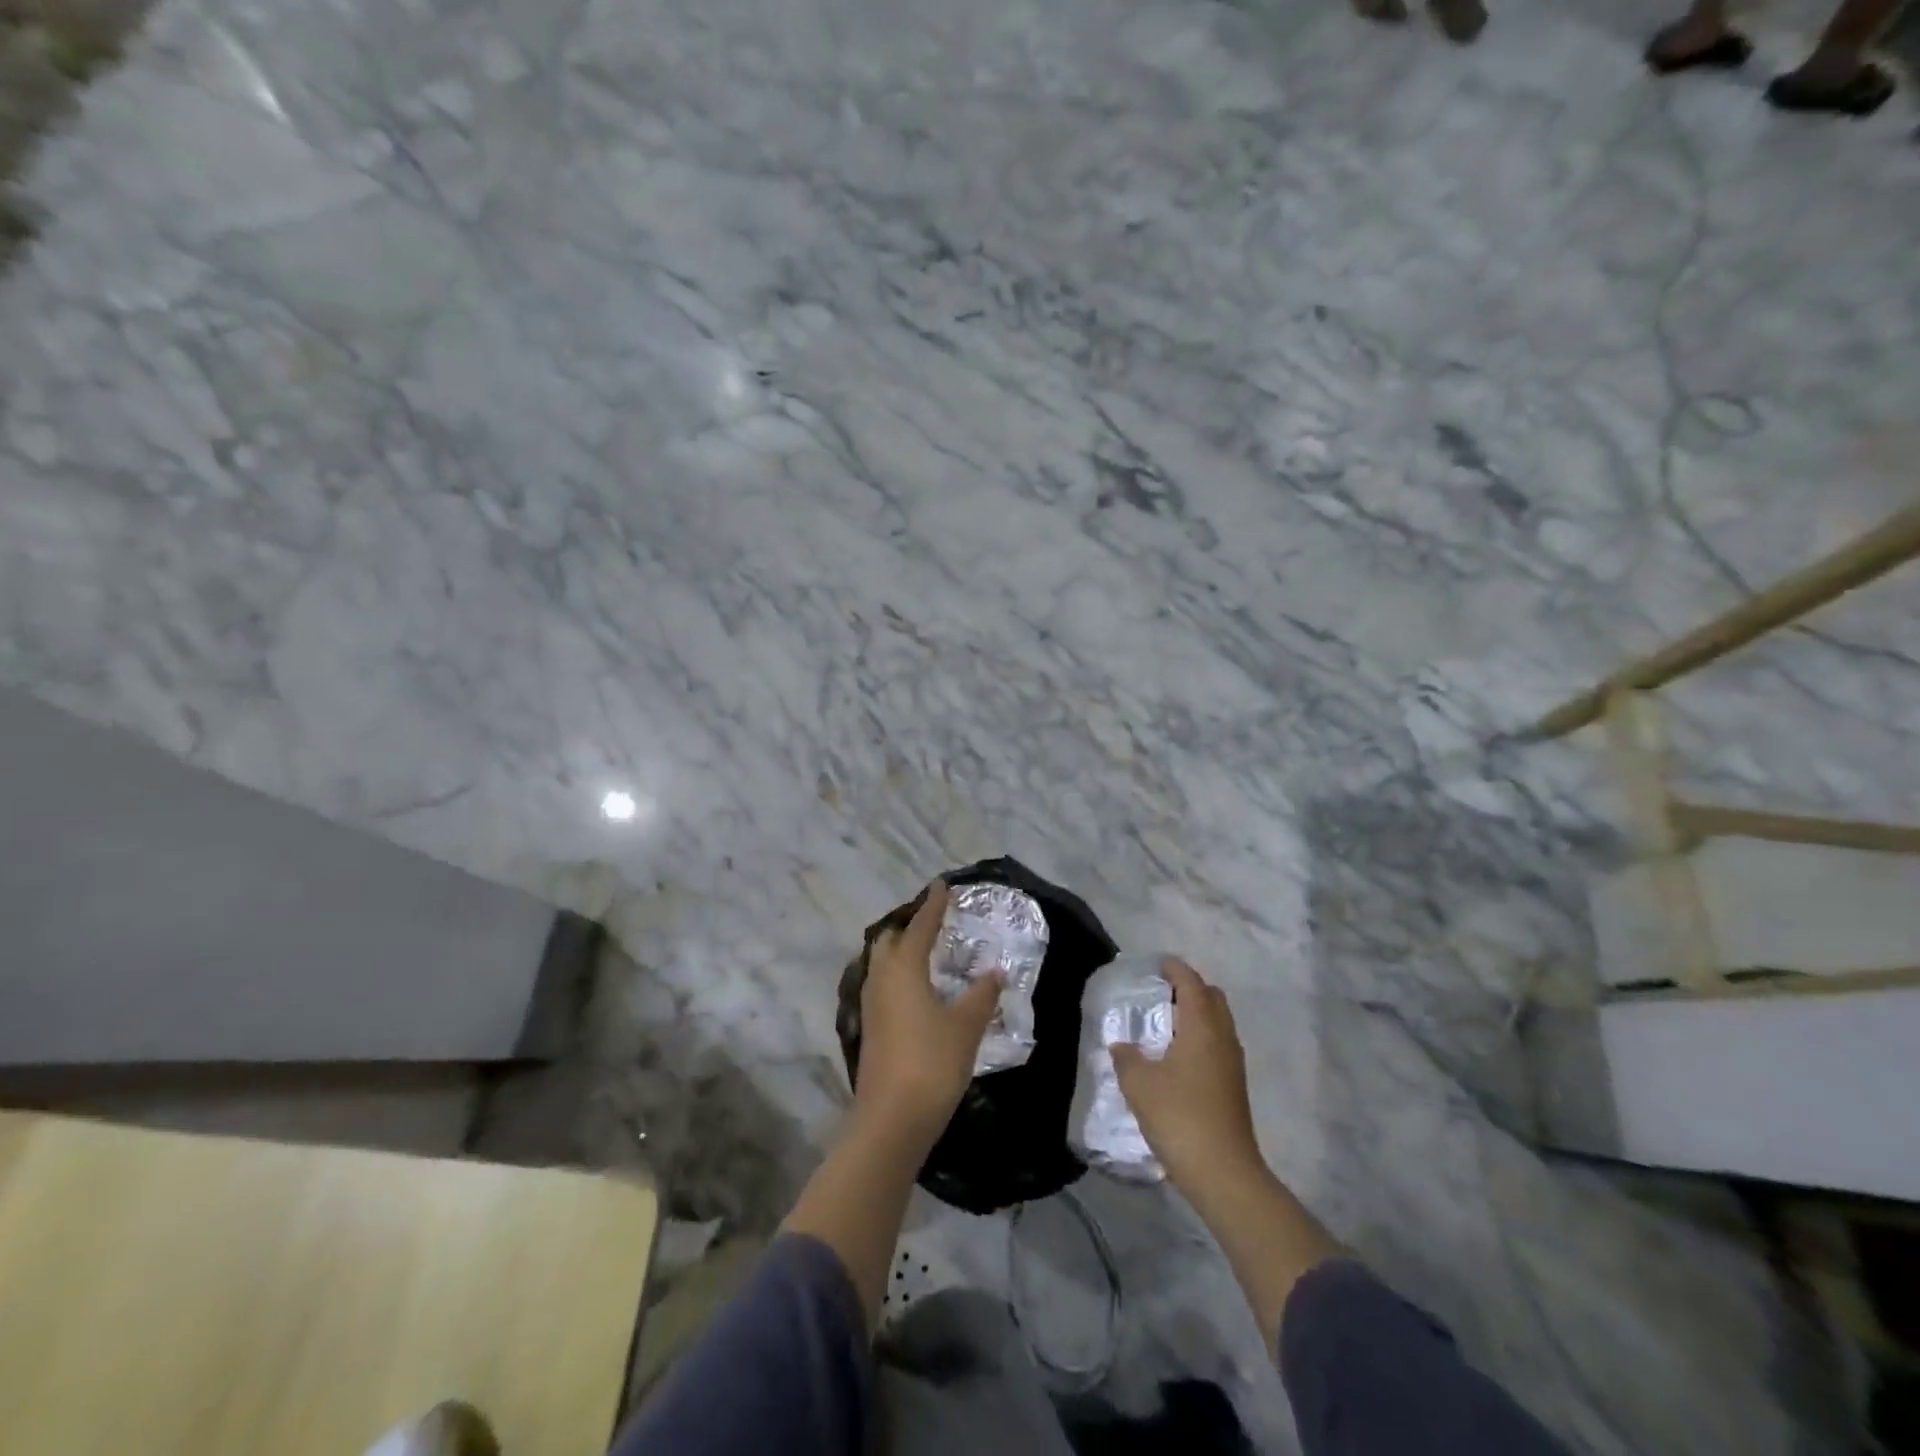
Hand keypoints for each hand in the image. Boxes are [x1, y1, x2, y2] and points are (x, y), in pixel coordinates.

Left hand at [855, 880, 1000, 1145]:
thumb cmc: (932, 1063)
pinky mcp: (870, 1027)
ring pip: (882, 963)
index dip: (933, 904)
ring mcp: (871, 1004)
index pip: (920, 925)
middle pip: (889, 939)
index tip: (942, 884)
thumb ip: (981, 995)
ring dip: (901, 950)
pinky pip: (882, 984)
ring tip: (927, 951)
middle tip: (934, 921)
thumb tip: (994, 971)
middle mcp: (881, 978)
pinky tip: (916, 989)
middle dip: (909, 925)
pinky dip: (898, 975)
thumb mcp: (965, 1026)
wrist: (891, 1119)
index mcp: (903, 969)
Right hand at [1112, 958, 1264, 1196]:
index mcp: (1202, 1026)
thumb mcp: (1139, 1084)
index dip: (1174, 968)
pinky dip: (1200, 1037)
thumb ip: (1126, 1058)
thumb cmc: (1179, 1116)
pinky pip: (1218, 1044)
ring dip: (1196, 1014)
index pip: (1191, 982)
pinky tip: (1178, 1056)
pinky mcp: (1234, 1086)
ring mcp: (1233, 1063)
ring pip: (1218, 1022)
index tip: (1156, 964)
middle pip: (1211, 997)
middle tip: (1160, 993)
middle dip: (1189, 988)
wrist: (1223, 1173)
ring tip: (1165, 1023)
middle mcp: (1223, 1037)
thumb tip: (1122, 1045)